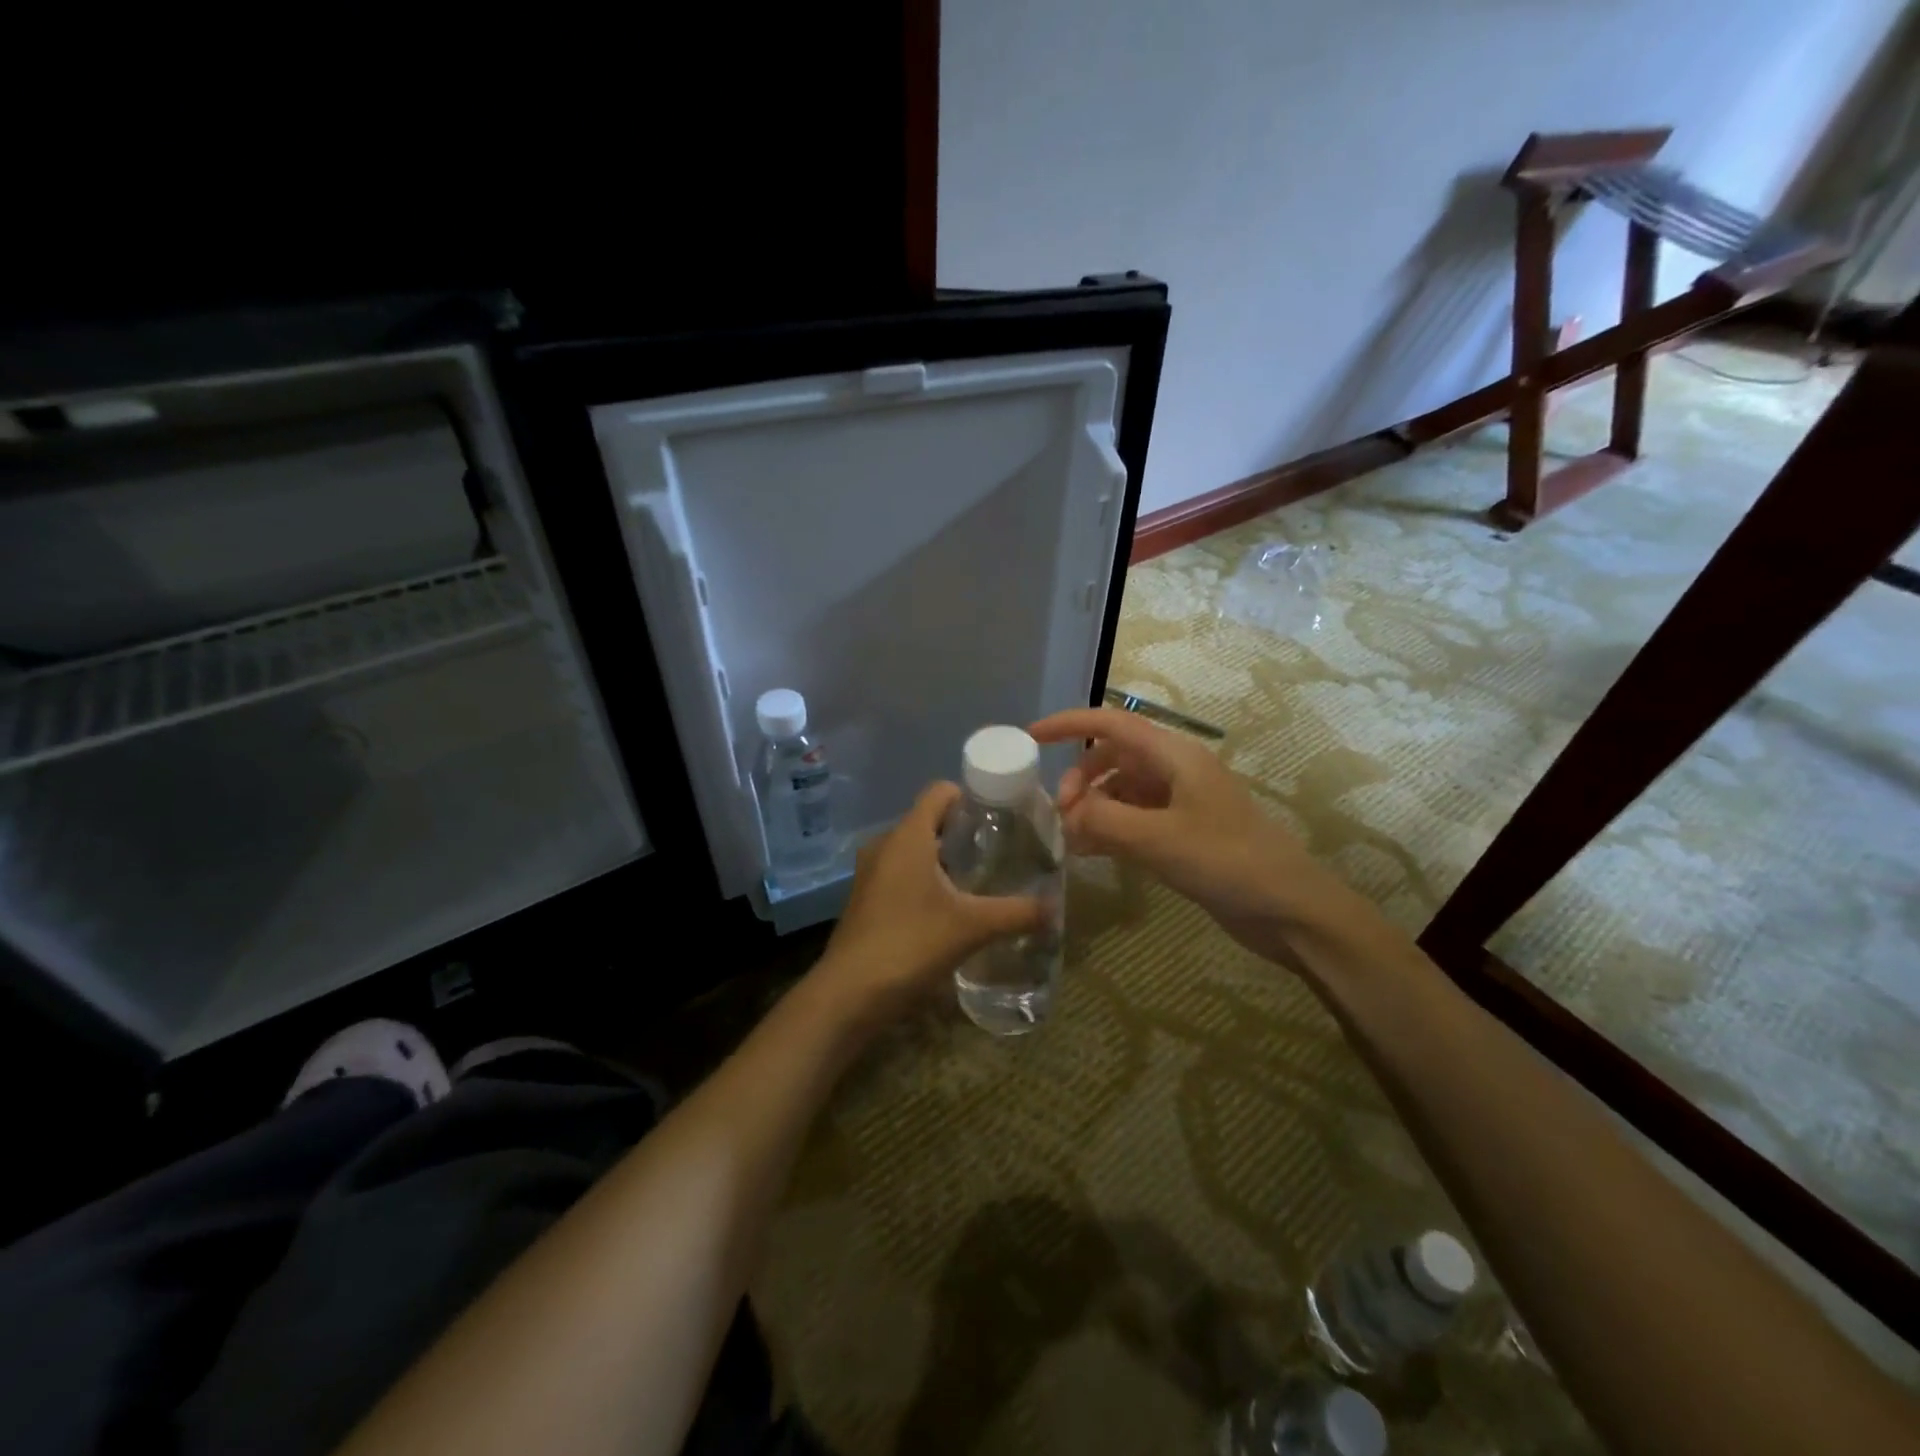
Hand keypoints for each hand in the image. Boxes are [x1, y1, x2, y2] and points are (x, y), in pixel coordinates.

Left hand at [813, 782, 1047, 1026]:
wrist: (850, 993)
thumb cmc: (911, 944)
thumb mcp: (972, 927)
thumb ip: (1016, 913)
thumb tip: (1053, 908)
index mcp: (908, 835)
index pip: (940, 791)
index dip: (972, 796)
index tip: (1002, 816)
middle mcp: (885, 844)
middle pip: (929, 820)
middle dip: (964, 832)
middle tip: (999, 852)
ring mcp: (871, 872)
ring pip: (914, 850)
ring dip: (944, 859)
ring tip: (979, 882)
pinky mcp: (865, 897)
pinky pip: (901, 873)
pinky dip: (925, 880)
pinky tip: (948, 909)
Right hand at [1028, 707, 1331, 957]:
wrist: (1289, 909)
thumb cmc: (1227, 861)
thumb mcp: (1158, 839)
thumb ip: (1104, 821)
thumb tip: (1068, 815)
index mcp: (1175, 756)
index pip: (1112, 724)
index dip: (1070, 725)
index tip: (1032, 737)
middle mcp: (1176, 771)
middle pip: (1113, 757)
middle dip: (1081, 779)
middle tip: (1063, 816)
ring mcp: (1181, 803)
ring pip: (1122, 790)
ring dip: (1094, 807)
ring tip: (1073, 840)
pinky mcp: (1184, 833)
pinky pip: (1135, 818)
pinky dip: (1110, 828)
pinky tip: (1093, 853)